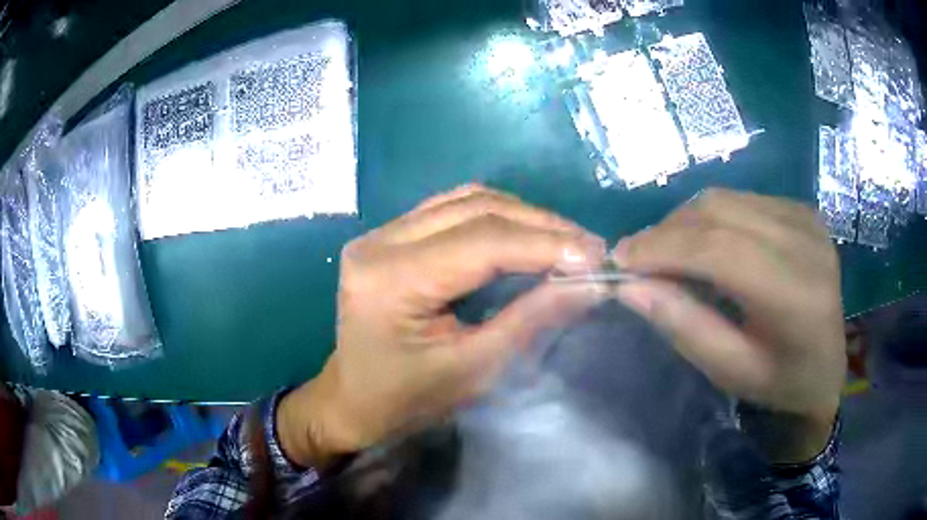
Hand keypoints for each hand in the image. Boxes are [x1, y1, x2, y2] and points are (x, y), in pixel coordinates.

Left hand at [279, 185, 605, 467]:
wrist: (353, 400)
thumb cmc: (406, 400)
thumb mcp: (473, 371)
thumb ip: (530, 321)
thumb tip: (589, 283)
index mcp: (391, 279)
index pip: (482, 242)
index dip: (545, 243)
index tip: (595, 255)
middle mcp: (380, 241)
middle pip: (475, 209)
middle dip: (541, 225)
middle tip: (588, 246)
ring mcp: (381, 232)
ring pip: (466, 200)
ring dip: (522, 216)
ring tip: (565, 240)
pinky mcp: (390, 235)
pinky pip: (453, 209)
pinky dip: (497, 217)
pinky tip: (526, 234)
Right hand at [613, 189, 845, 462]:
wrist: (828, 367)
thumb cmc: (781, 383)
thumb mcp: (730, 371)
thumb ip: (684, 327)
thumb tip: (630, 287)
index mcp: (795, 296)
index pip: (720, 250)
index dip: (664, 248)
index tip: (620, 260)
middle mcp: (806, 244)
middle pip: (720, 212)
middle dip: (668, 230)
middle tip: (638, 258)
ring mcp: (807, 220)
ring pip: (727, 198)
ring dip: (686, 222)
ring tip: (667, 252)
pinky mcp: (803, 211)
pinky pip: (743, 199)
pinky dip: (712, 218)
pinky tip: (706, 245)